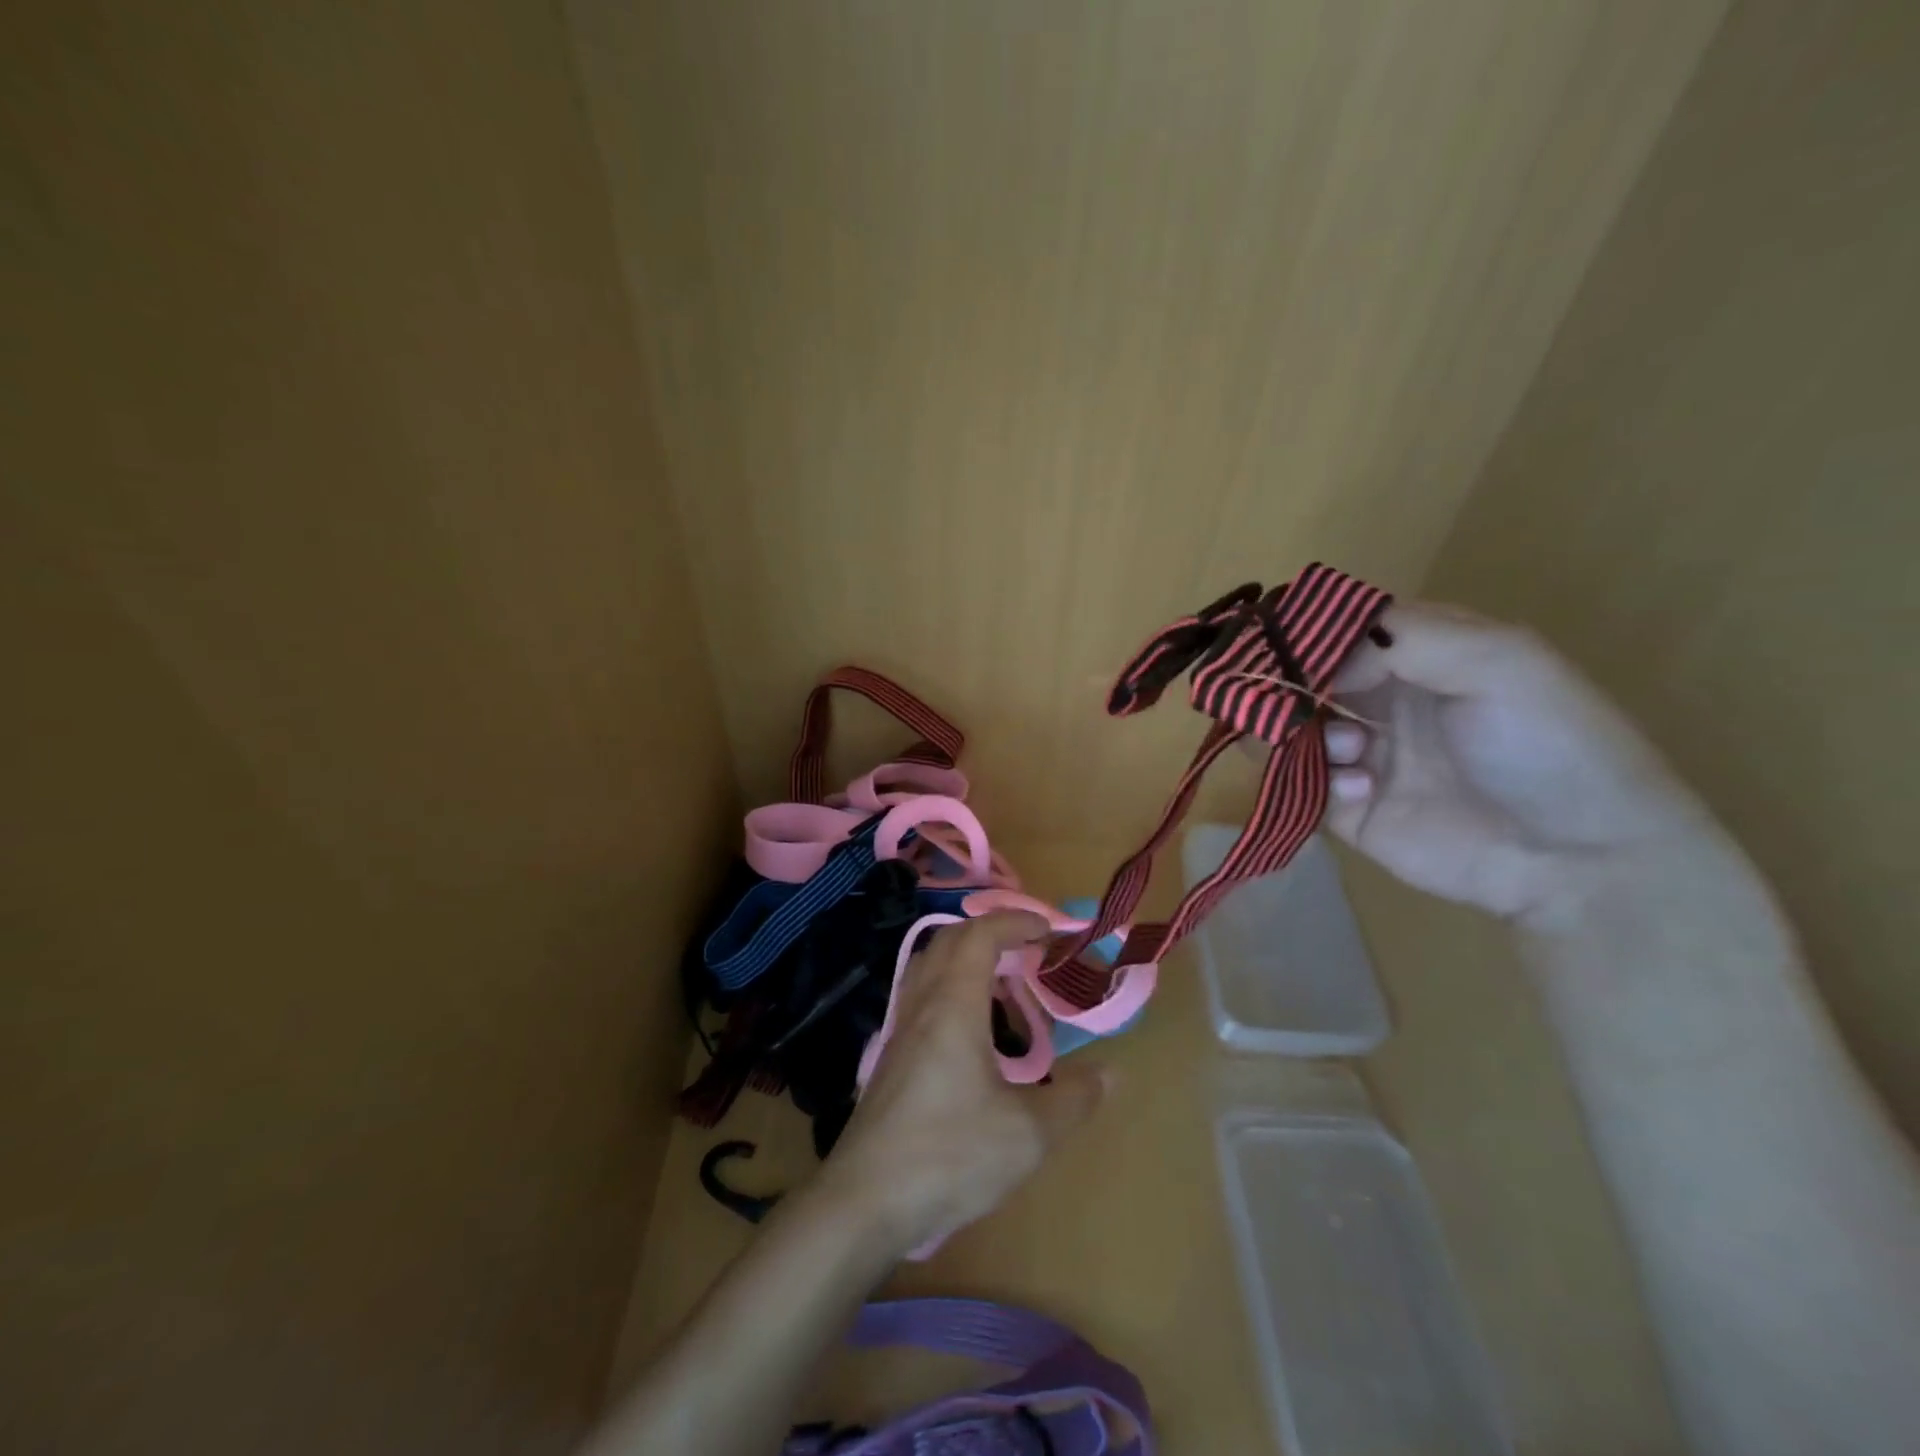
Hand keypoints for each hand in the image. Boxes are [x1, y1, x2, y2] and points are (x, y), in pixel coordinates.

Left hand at [812, 912, 1106, 1256]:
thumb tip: (1109, 1074)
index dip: (1015, 921)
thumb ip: (1072, 1099)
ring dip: (965, 959)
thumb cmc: (949, 1154)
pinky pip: (920, 997)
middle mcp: (921, 1005)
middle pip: (950, 941)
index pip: (980, 935)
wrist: (864, 1201)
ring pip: (928, 967)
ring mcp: (899, 1030)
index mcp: (953, 1005)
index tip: (1048, 930)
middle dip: (990, 932)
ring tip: (1002, 986)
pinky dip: (949, 989)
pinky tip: (971, 1034)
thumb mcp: (1027, 1134)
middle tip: (1027, 951)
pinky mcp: (889, 1058)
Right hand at [1320, 602, 1709, 924]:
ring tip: (1349, 752)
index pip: (1342, 629)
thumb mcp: (1499, 661)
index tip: (1288, 645)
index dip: (1309, 634)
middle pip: (1306, 679)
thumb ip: (1404, 638)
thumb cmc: (1546, 745)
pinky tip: (1362, 790)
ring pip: (1292, 731)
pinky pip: (1301, 785)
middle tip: (1288, 700)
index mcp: (1422, 657)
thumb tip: (1318, 661)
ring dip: (1306, 734)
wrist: (1578, 859)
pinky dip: (1316, 781)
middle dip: (1290, 686)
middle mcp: (1385, 700)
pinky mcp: (1350, 810)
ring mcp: (1365, 756)